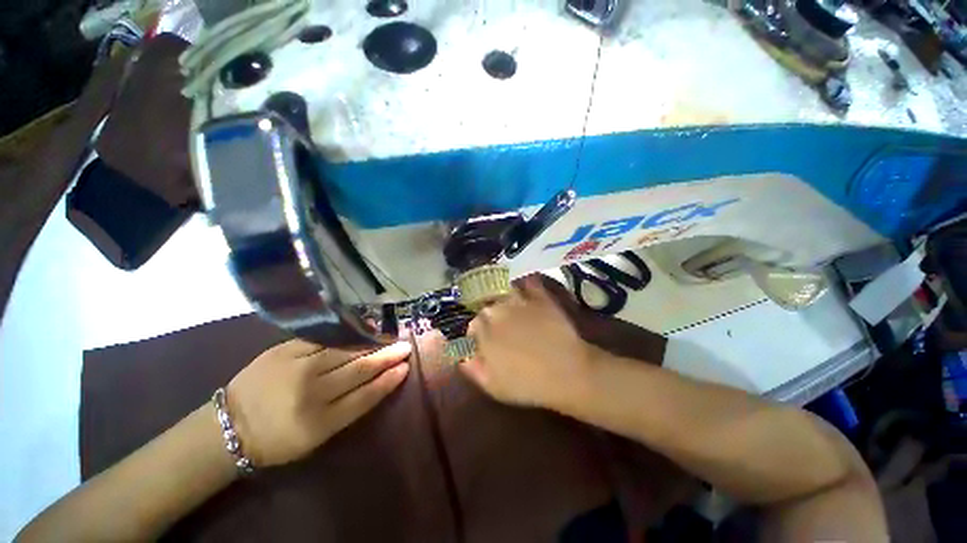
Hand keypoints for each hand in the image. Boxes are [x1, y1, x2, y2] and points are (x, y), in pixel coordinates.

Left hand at [226, 339, 410, 466]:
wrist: (228, 425)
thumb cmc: (278, 438)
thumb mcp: (316, 437)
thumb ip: (349, 409)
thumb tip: (379, 380)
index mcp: (319, 422)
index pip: (366, 396)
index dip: (389, 380)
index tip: (406, 367)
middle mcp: (311, 392)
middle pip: (359, 369)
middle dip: (387, 356)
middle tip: (405, 347)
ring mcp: (298, 366)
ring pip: (346, 351)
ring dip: (372, 343)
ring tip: (389, 337)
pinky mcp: (285, 349)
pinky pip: (326, 338)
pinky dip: (348, 334)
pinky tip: (363, 329)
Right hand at [460, 275, 594, 409]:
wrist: (567, 373)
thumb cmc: (527, 384)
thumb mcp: (492, 385)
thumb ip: (470, 367)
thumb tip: (459, 355)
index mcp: (484, 330)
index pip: (473, 324)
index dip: (478, 332)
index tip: (484, 341)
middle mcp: (498, 310)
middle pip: (488, 306)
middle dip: (490, 315)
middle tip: (501, 327)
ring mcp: (520, 301)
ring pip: (504, 292)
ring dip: (504, 298)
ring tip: (511, 306)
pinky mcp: (540, 297)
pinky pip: (529, 283)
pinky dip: (526, 283)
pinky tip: (526, 287)